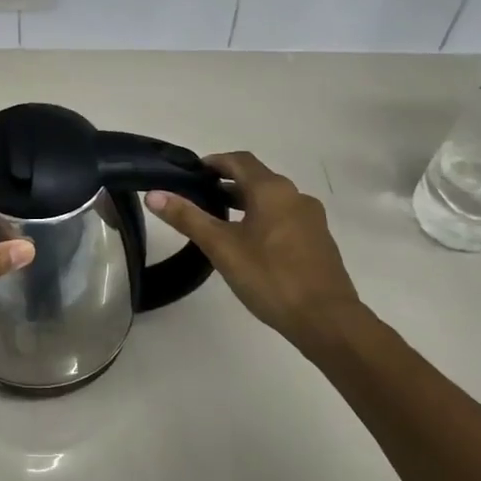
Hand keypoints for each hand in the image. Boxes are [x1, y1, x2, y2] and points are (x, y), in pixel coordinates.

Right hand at [146, 152, 362, 350]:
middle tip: (200, 197)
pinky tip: (251, 243)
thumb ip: (188, 218)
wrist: (327, 320)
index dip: (214, 162)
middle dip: (228, 182)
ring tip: (221, 220)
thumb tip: (153, 194)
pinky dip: (264, 218)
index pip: (239, 161)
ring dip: (246, 202)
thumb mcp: (221, 247)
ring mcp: (311, 218)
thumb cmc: (270, 277)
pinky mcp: (319, 241)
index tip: (192, 173)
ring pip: (272, 199)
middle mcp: (295, 196)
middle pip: (257, 178)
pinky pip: (286, 217)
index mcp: (272, 190)